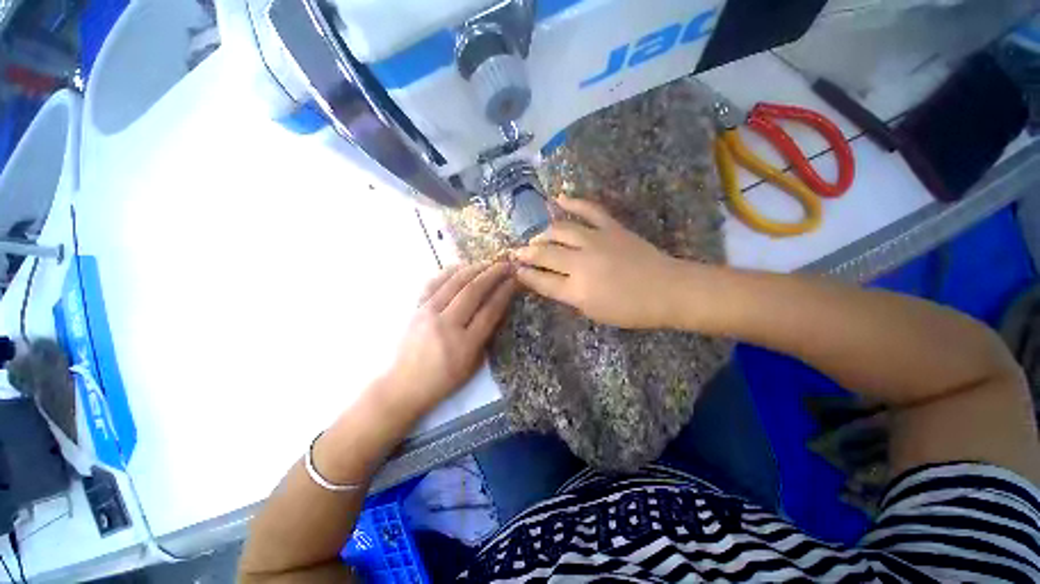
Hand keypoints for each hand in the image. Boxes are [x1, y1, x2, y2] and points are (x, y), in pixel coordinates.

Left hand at [383, 262, 516, 415]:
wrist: (404, 385)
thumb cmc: (444, 379)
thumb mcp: (474, 364)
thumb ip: (486, 335)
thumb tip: (497, 307)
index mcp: (465, 344)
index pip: (490, 310)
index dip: (504, 292)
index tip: (514, 279)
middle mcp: (446, 324)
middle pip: (473, 291)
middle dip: (492, 274)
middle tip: (505, 265)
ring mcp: (428, 313)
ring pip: (454, 282)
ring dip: (474, 269)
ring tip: (488, 262)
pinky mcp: (416, 308)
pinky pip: (434, 283)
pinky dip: (449, 271)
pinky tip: (461, 266)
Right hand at [515, 196, 679, 328]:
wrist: (667, 290)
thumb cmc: (631, 309)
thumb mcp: (594, 312)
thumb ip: (570, 296)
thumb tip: (552, 281)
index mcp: (576, 290)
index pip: (541, 281)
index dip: (525, 275)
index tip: (515, 270)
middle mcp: (580, 263)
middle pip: (545, 254)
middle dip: (527, 253)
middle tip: (517, 252)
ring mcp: (595, 241)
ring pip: (560, 230)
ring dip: (544, 233)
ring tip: (537, 237)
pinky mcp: (610, 227)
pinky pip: (588, 209)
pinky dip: (572, 202)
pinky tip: (558, 198)